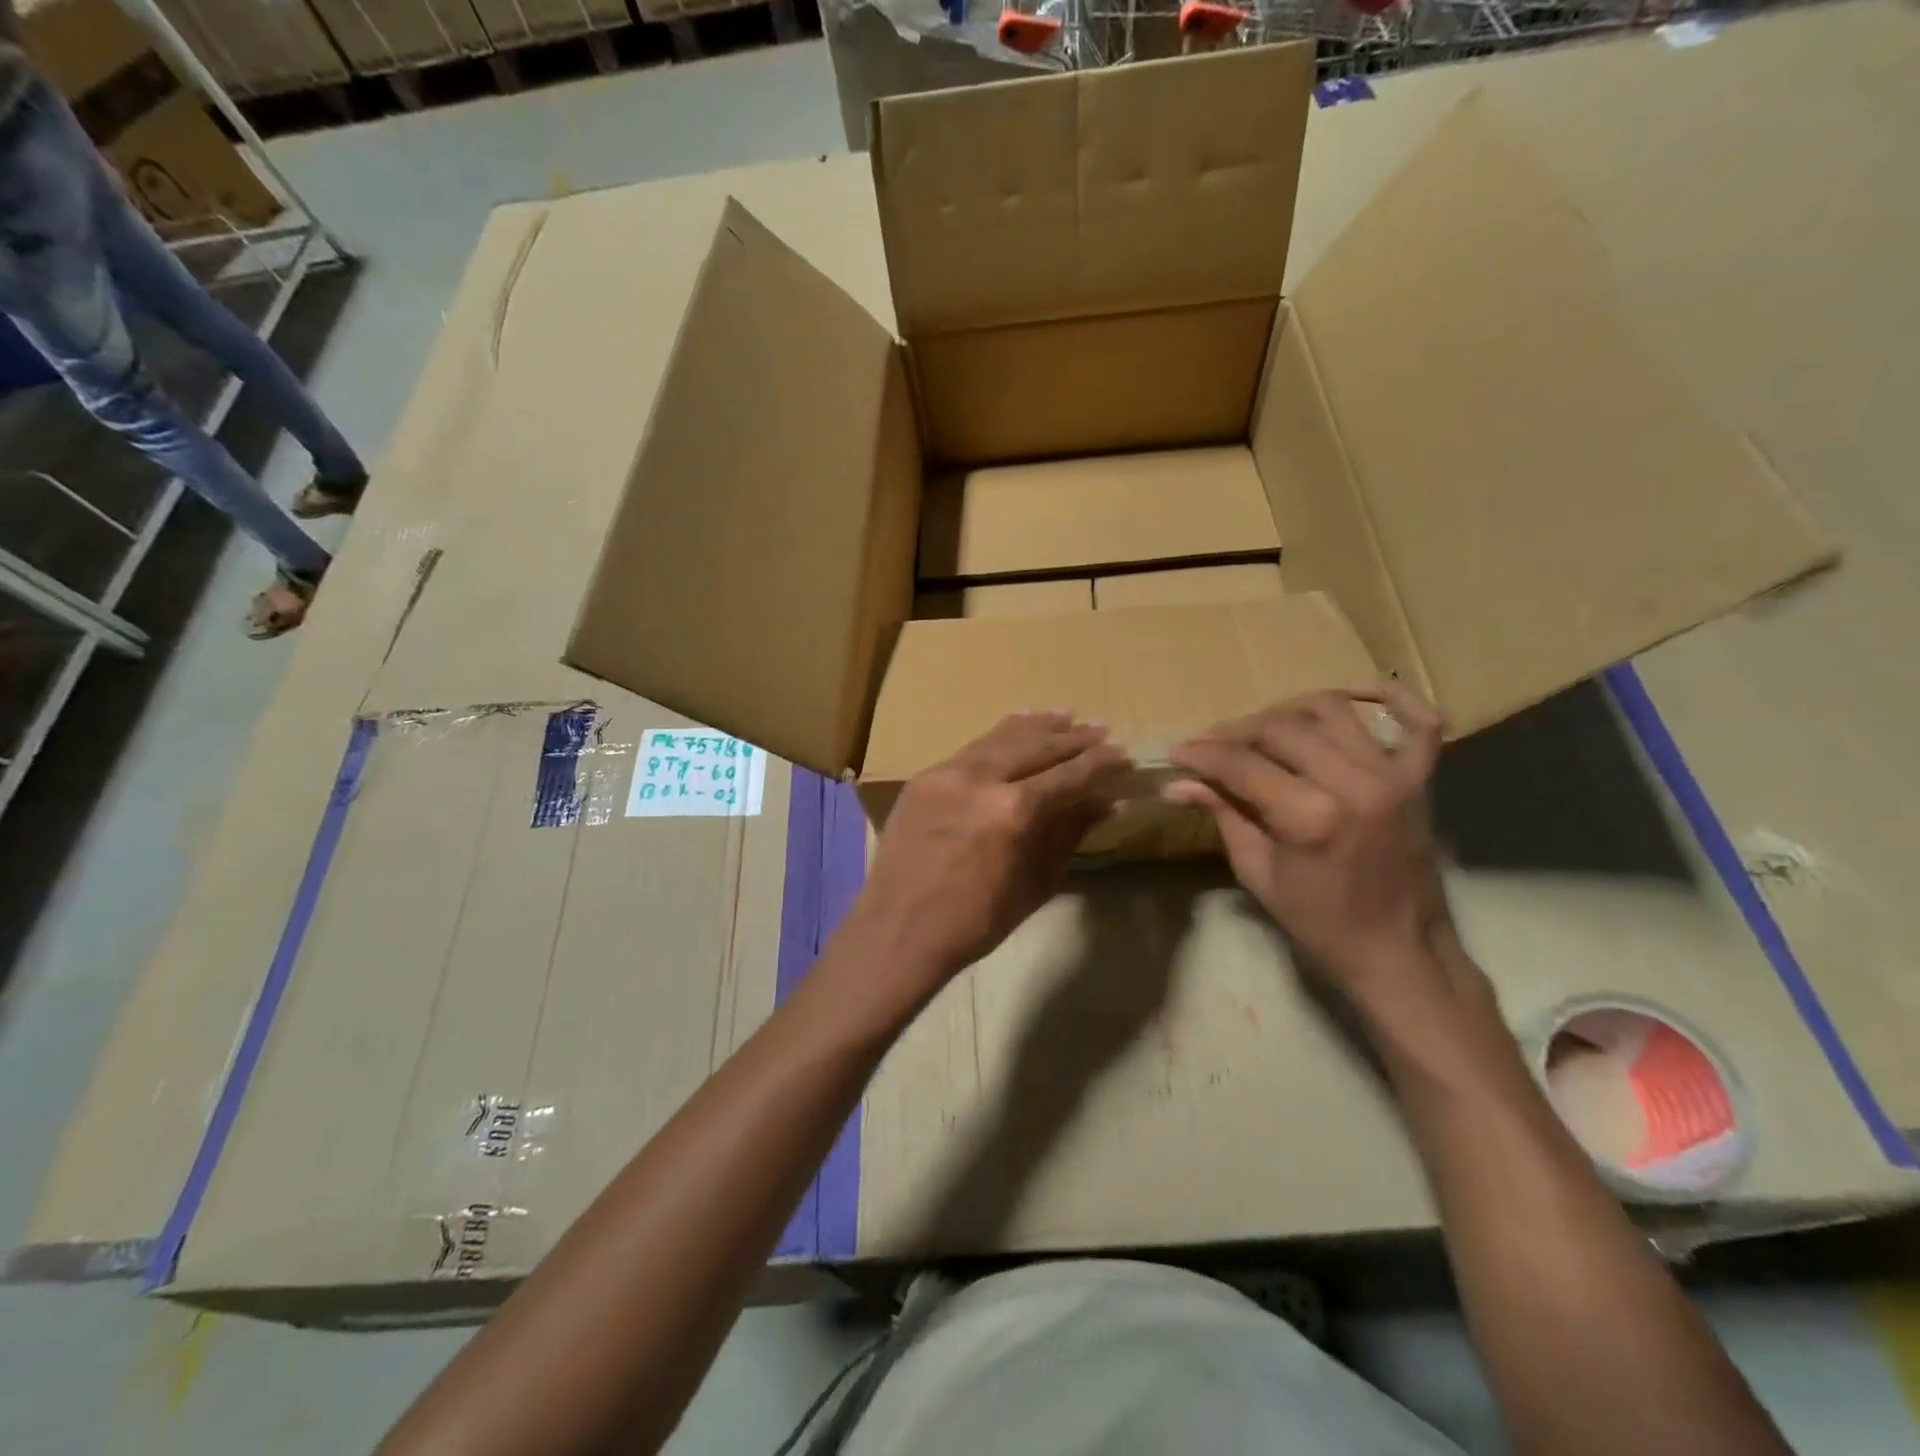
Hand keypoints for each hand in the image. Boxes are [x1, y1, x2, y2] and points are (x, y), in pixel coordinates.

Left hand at [846, 712, 1127, 991]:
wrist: (899, 930)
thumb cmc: (976, 922)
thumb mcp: (1036, 883)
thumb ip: (1070, 833)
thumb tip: (1107, 801)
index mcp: (1013, 812)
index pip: (1068, 775)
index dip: (1100, 763)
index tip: (1122, 754)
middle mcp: (981, 779)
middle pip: (1037, 746)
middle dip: (1074, 738)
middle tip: (1102, 730)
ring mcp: (947, 773)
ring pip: (1002, 737)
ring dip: (1038, 726)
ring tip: (1067, 716)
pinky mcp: (925, 777)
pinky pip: (971, 747)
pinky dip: (1000, 734)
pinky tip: (1019, 723)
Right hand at [1165, 683, 1453, 1005]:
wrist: (1400, 951)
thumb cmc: (1320, 921)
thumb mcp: (1258, 871)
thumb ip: (1223, 814)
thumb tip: (1177, 784)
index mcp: (1312, 816)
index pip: (1242, 764)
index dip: (1203, 754)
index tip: (1178, 752)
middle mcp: (1356, 783)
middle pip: (1282, 727)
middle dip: (1236, 730)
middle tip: (1211, 744)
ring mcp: (1395, 775)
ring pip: (1332, 710)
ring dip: (1287, 710)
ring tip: (1262, 728)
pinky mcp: (1422, 778)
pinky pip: (1417, 720)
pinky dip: (1388, 696)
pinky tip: (1352, 693)